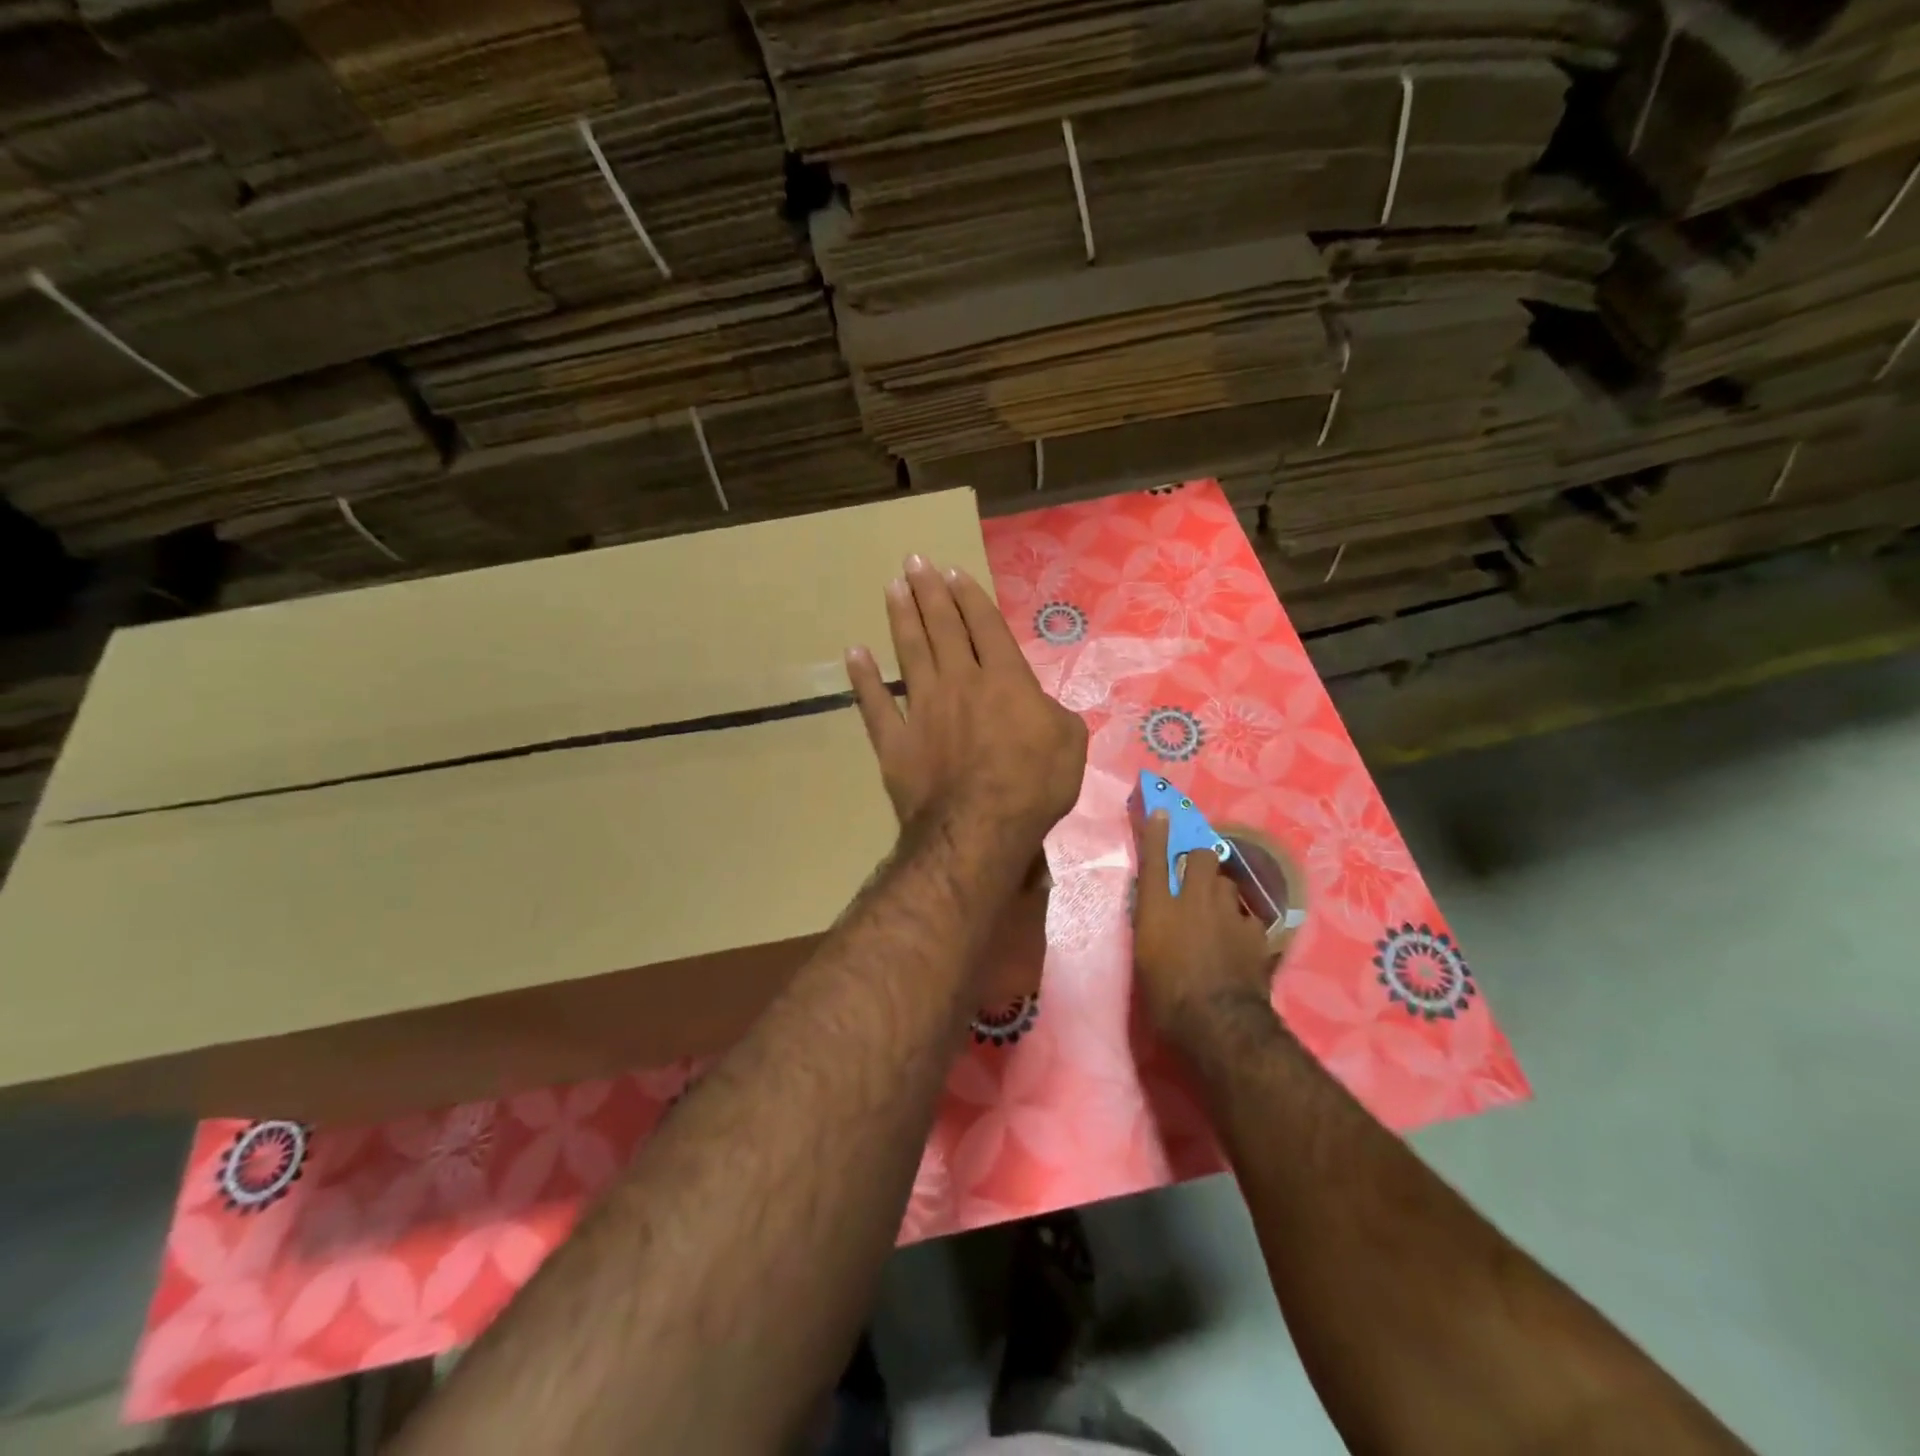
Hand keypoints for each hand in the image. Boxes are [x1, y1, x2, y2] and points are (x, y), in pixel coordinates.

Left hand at [846, 555, 1086, 849]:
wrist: (979, 828)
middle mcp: (959, 683)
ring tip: (892, 588)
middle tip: (914, 562)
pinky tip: (854, 654)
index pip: (985, 627)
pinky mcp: (895, 741)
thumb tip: (1038, 705)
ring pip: (909, 653)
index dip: (970, 598)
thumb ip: (1054, 713)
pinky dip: (863, 679)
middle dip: (929, 593)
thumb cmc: (1033, 786)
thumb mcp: (1069, 743)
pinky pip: (874, 704)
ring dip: (901, 618)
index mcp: (1005, 680)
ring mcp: (922, 710)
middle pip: (942, 628)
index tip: (953, 573)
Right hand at [1132, 809, 1277, 1046]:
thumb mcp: (1145, 956)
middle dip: (1201, 858)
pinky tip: (1238, 939)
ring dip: (1221, 892)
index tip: (1161, 812)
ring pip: (1229, 884)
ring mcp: (1230, 913)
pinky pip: (1247, 916)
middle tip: (1196, 875)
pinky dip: (1241, 922)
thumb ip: (1152, 923)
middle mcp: (1195, 900)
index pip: (1155, 858)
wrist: (1218, 1021)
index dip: (1157, 832)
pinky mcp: (1256, 933)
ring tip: (1218, 912)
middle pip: (1204, 856)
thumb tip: (1156, 909)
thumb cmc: (1166, 994)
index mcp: (1159, 906)